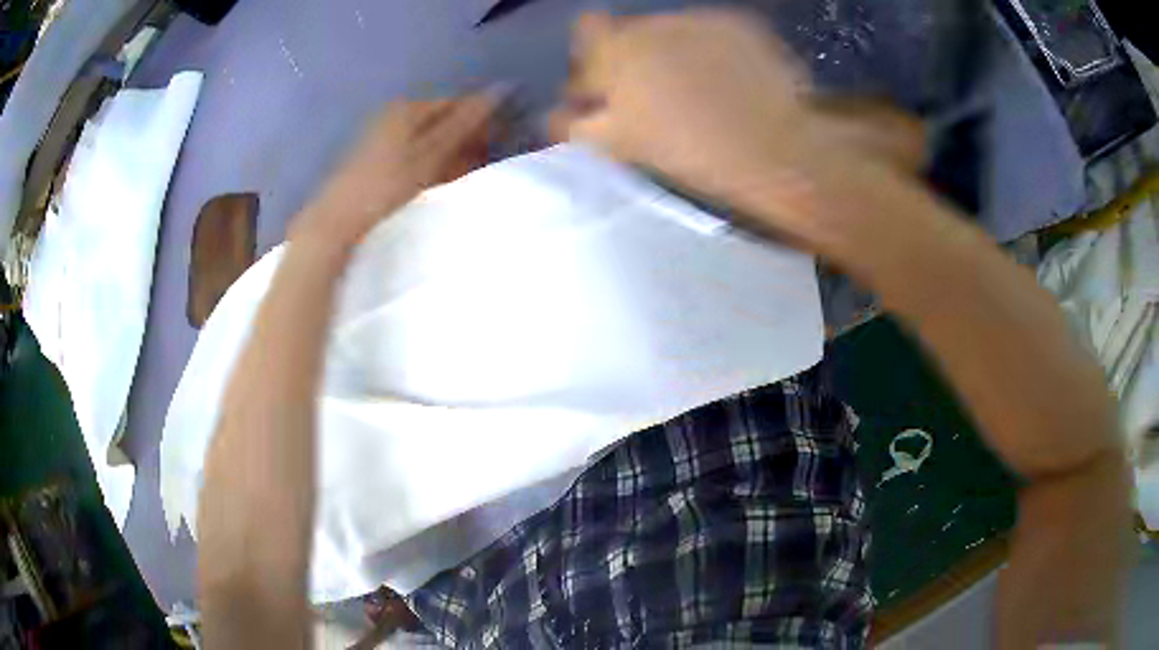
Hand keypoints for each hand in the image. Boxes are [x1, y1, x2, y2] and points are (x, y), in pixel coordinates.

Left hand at [294, 96, 495, 250]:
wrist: (337, 222)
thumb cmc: (386, 185)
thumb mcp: (430, 153)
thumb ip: (464, 123)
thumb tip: (501, 90)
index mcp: (407, 108)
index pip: (456, 103)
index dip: (482, 119)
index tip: (504, 140)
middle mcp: (394, 116)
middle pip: (441, 121)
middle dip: (467, 138)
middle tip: (490, 160)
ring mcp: (382, 138)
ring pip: (429, 140)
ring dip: (451, 154)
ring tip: (470, 174)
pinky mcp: (375, 161)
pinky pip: (414, 156)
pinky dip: (432, 166)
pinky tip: (441, 181)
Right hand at [552, 11, 922, 250]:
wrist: (777, 150)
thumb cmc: (693, 154)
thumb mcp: (620, 145)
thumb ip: (576, 124)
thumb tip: (557, 113)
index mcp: (616, 50)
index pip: (587, 30)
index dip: (593, 55)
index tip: (606, 84)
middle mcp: (653, 23)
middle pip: (632, 31)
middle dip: (634, 57)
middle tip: (657, 95)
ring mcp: (700, 20)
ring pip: (671, 32)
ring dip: (674, 54)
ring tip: (701, 92)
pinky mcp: (738, 25)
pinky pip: (710, 34)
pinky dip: (712, 53)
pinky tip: (731, 83)